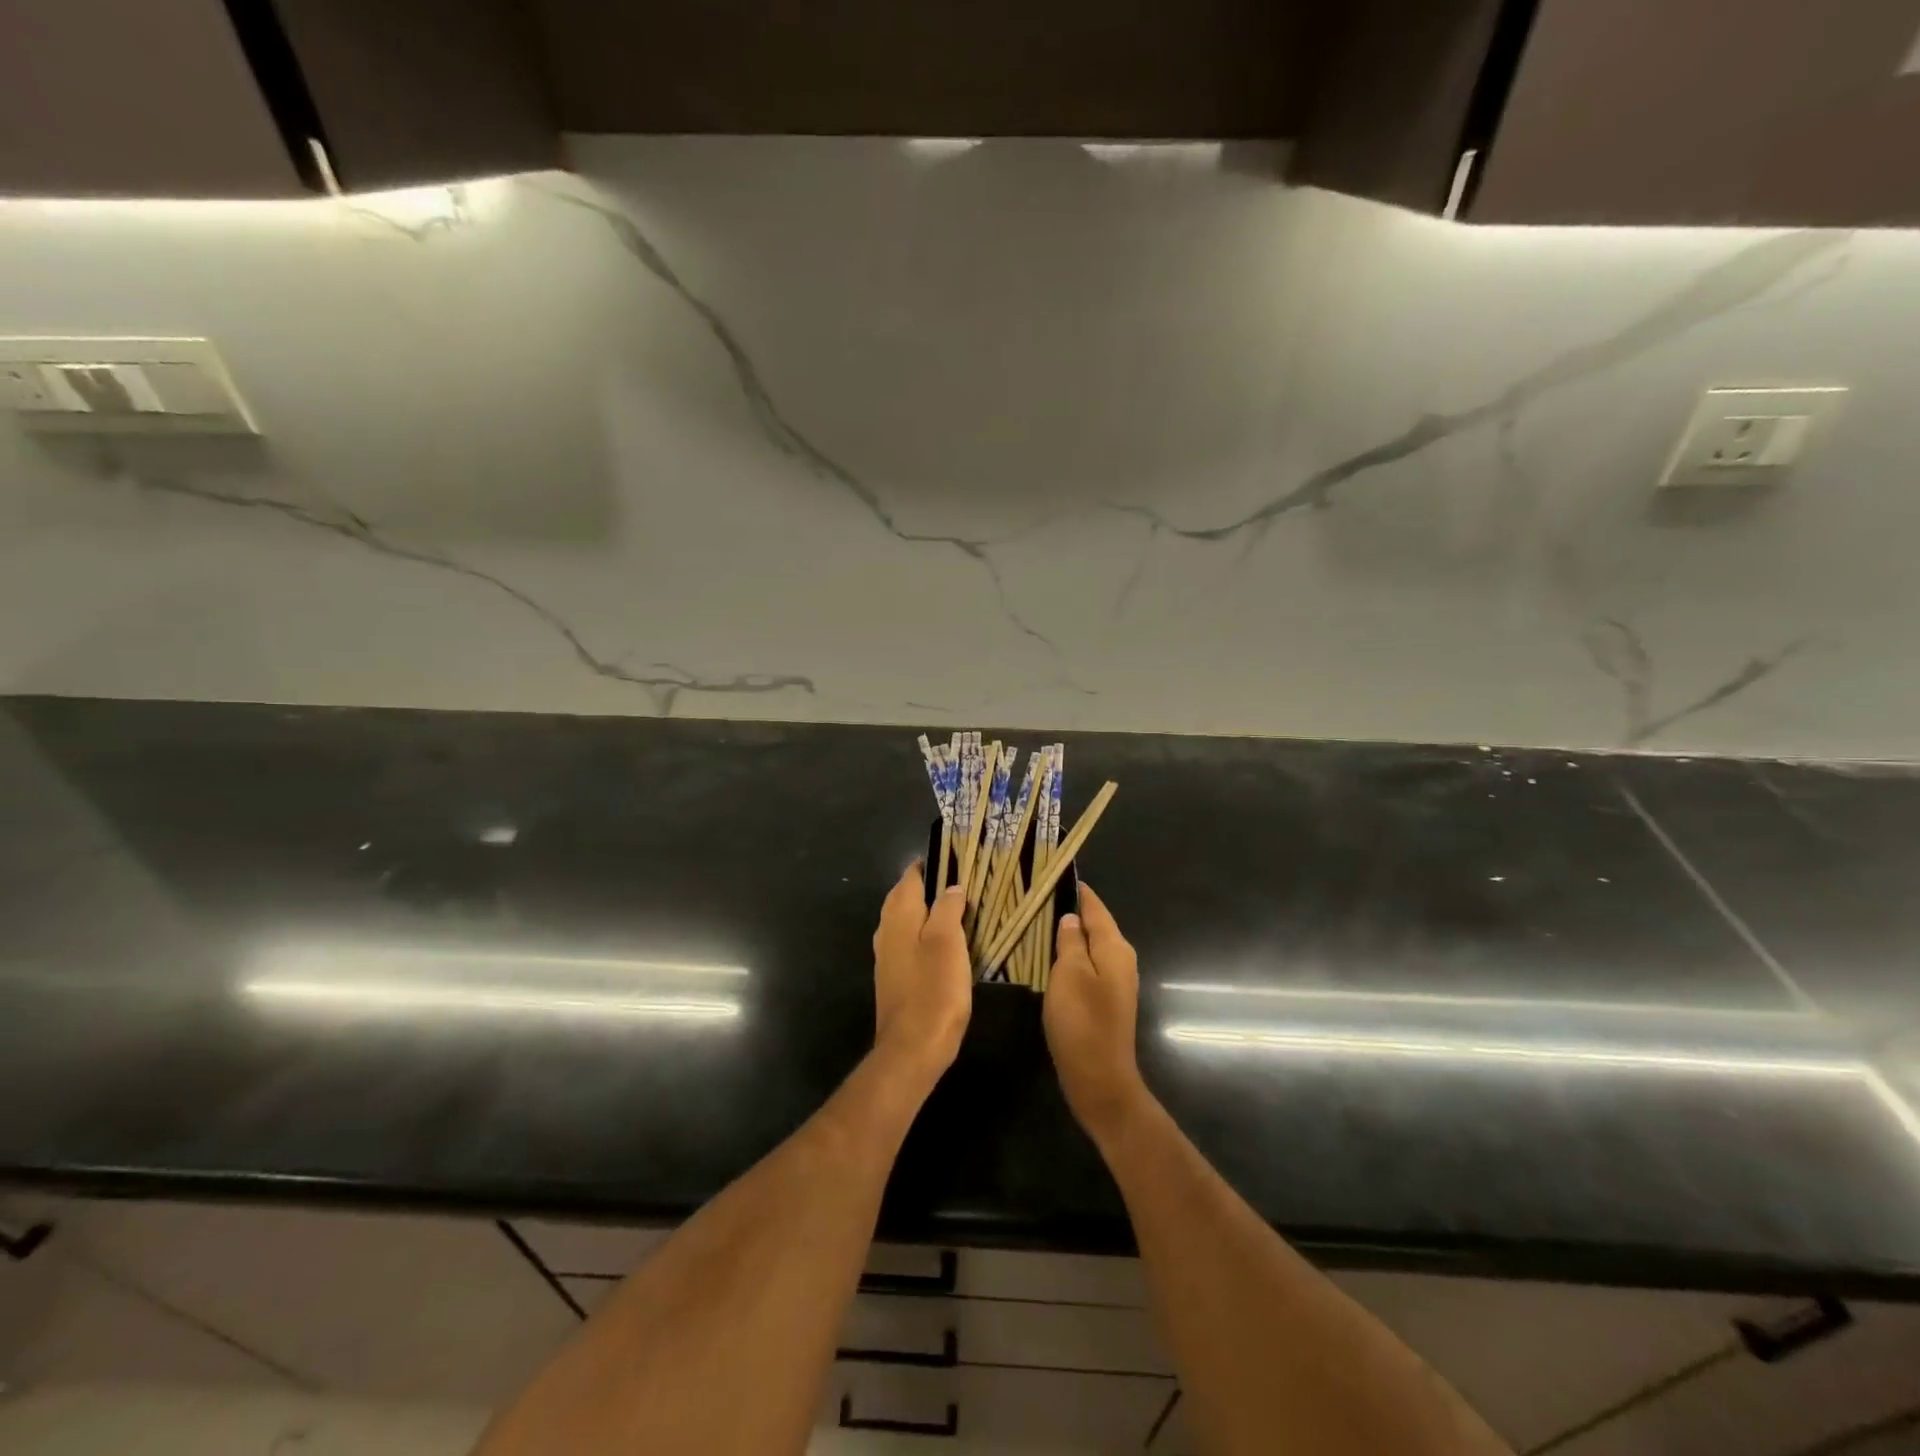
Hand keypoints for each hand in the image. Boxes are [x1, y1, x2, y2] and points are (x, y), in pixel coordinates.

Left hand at [872, 864, 972, 1088]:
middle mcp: (886, 931)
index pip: (910, 879)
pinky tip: (940, 943)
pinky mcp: (893, 979)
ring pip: (903, 921)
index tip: (951, 857)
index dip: (928, 866)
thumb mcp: (948, 943)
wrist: (912, 1048)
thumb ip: (948, 909)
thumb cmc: (934, 990)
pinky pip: (906, 943)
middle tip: (955, 880)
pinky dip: (922, 933)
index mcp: (899, 916)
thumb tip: (951, 887)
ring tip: (952, 907)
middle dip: (925, 886)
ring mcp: (887, 957)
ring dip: (923, 910)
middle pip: (903, 898)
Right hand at [1044, 883, 1148, 1145]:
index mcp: (1115, 947)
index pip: (1095, 907)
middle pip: (1096, 925)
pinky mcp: (1106, 1000)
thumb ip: (1071, 941)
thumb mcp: (1069, 974)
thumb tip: (1072, 918)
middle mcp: (1121, 959)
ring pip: (1091, 946)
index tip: (1055, 873)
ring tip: (1040, 921)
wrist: (1099, 1078)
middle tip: (1040, 896)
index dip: (1077, 890)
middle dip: (1072, 910)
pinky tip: (1051, 957)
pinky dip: (1072, 956)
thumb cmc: (1082, 1022)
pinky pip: (1088, 965)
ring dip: (1070, 934)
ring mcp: (1116, 981)